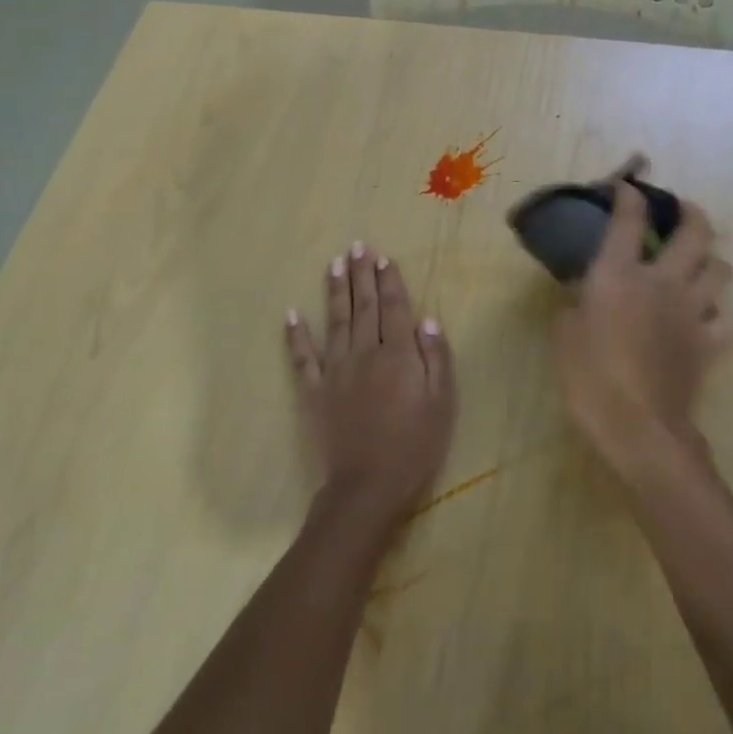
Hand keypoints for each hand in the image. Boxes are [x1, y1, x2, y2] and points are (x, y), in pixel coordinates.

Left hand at [285, 243, 456, 523]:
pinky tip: (291, 314)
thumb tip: (427, 318)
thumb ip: (435, 358)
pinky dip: (296, 336)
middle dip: (362, 274)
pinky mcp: (314, 392)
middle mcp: (364, 353)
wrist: (367, 487)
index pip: (395, 308)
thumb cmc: (414, 446)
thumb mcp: (441, 403)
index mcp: (398, 354)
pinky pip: (303, 358)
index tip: (384, 257)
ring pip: (335, 322)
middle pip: (364, 306)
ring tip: (334, 263)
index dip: (390, 281)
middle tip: (357, 246)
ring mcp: (335, 371)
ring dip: (334, 291)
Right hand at [552, 173, 731, 481]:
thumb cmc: (589, 378)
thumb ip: (573, 305)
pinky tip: (706, 319)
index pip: (629, 218)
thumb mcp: (564, 335)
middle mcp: (662, 282)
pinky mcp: (709, 344)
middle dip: (691, 212)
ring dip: (712, 261)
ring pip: (721, 270)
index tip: (627, 187)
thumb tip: (582, 294)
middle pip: (695, 231)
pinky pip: (726, 321)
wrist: (638, 427)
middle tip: (680, 212)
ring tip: (698, 265)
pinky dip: (719, 316)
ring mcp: (692, 312)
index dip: (630, 194)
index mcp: (620, 274)